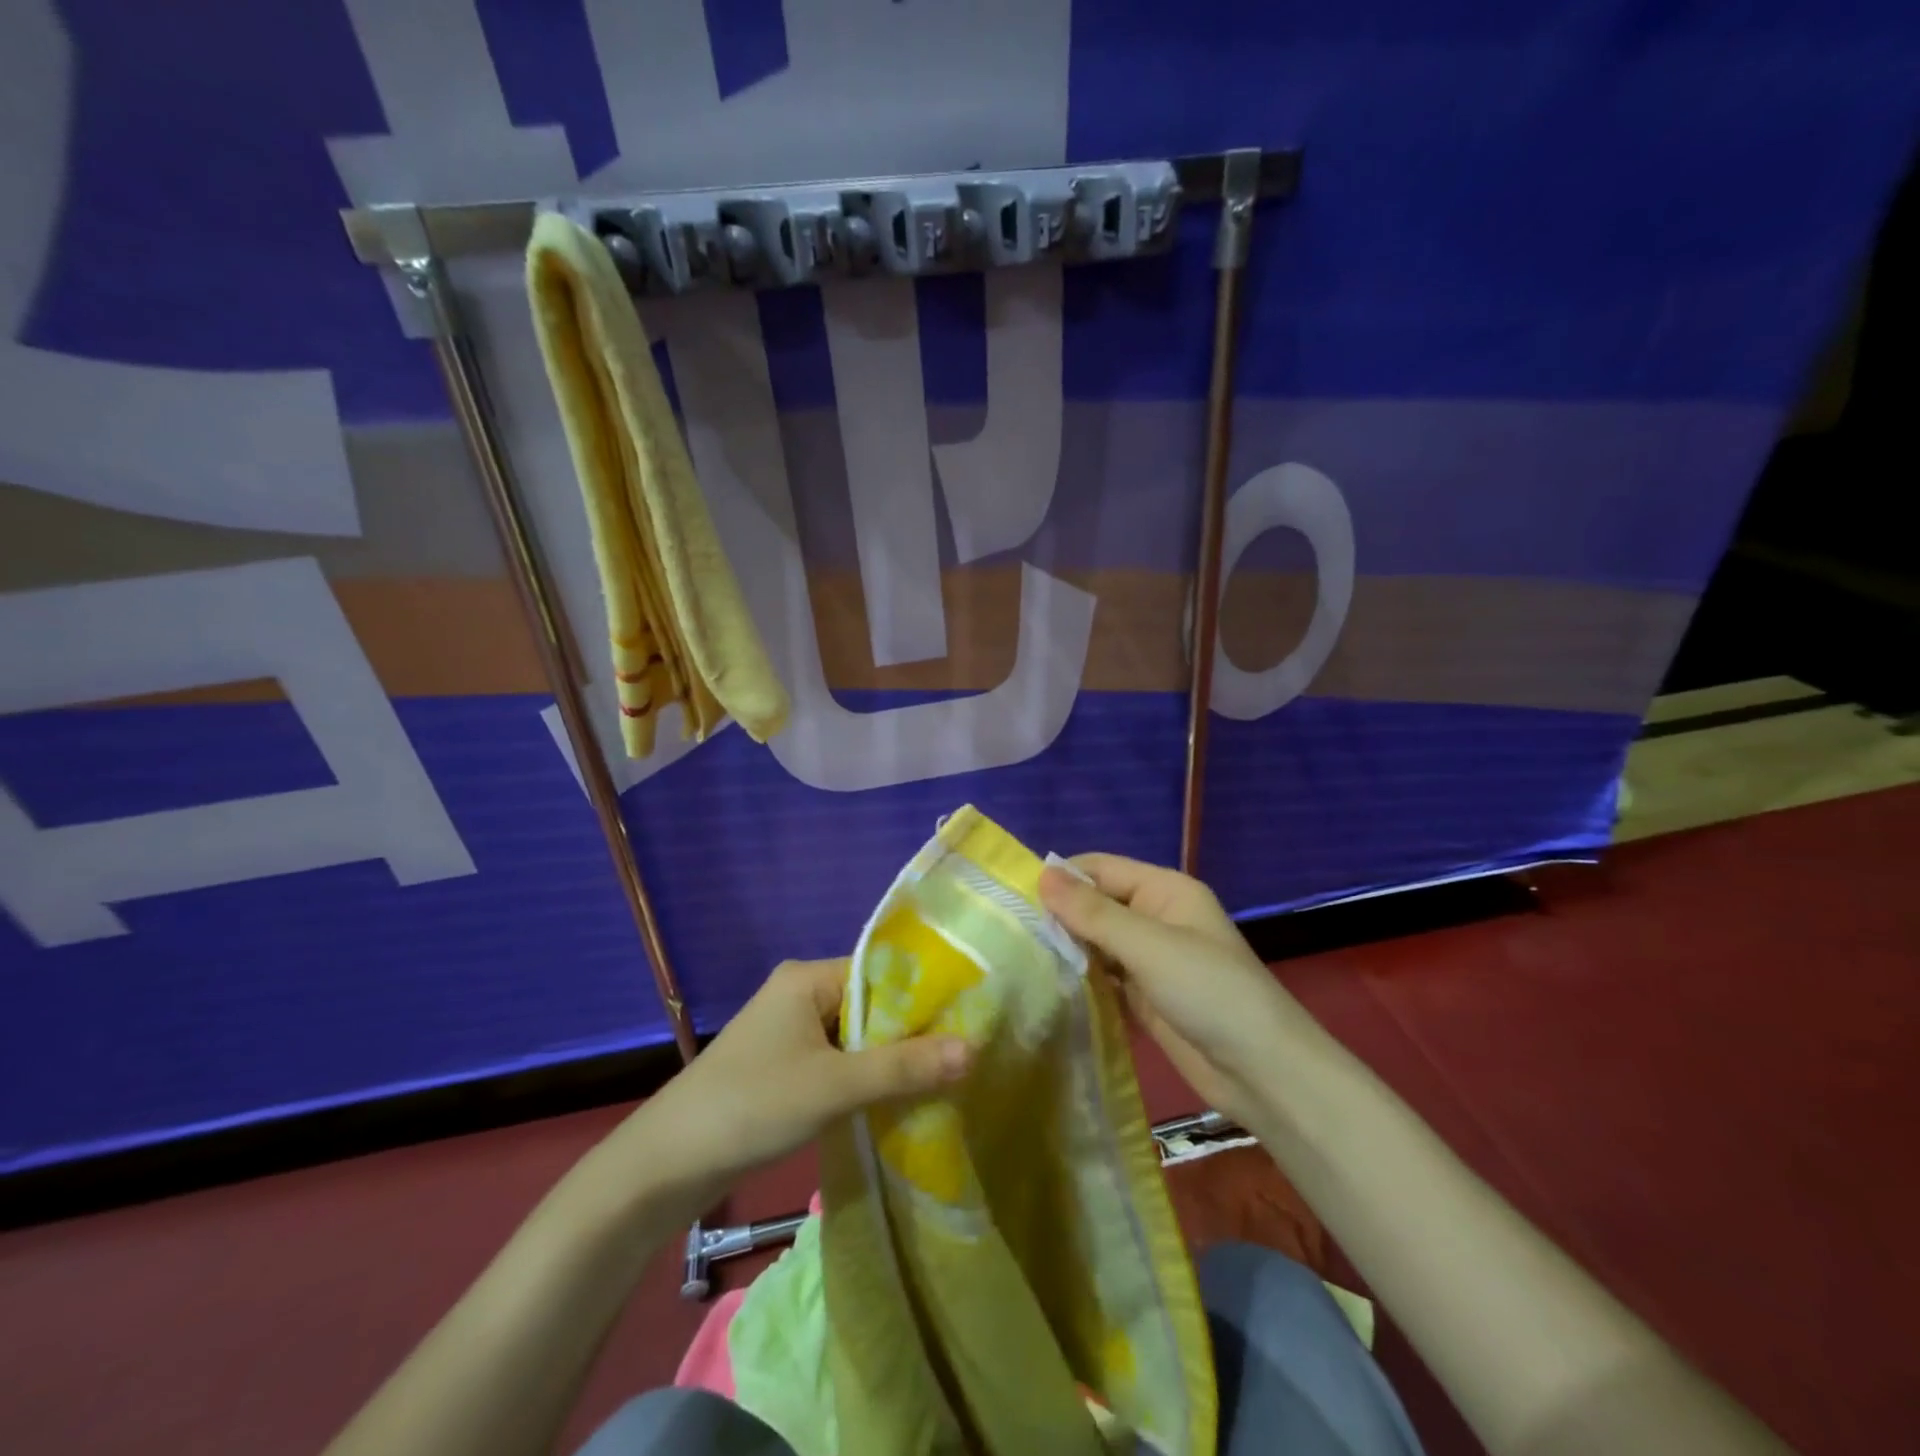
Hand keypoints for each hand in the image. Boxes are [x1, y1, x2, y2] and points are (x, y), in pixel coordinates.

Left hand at [643, 958, 970, 1190]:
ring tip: (939, 1080)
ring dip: (887, 1059)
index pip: (882, 972)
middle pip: (871, 1005)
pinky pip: (837, 1060)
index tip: (968, 1022)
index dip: (924, 996)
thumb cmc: (752, 1105)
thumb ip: (903, 1068)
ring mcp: (789, 1030)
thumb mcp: (834, 1086)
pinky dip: (863, 1077)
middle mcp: (799, 993)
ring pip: (855, 1036)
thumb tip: (973, 1049)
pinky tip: (894, 1099)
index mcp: (808, 978)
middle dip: (909, 1033)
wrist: (666, 1164)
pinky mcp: (783, 1064)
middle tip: (961, 1058)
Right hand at [1039, 855, 1297, 1130]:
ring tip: (1018, 958)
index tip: (1013, 896)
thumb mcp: (1149, 946)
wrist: (1263, 1072)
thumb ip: (1093, 913)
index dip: (1061, 878)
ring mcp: (1150, 959)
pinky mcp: (1144, 996)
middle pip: (1096, 904)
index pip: (1100, 869)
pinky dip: (1080, 978)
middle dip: (1059, 915)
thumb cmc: (1209, 992)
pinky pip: (1103, 976)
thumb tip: (1041, 874)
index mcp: (1164, 890)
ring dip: (1066, 948)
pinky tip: (1047, 986)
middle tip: (1009, 933)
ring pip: (1096, 942)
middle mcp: (1155, 917)